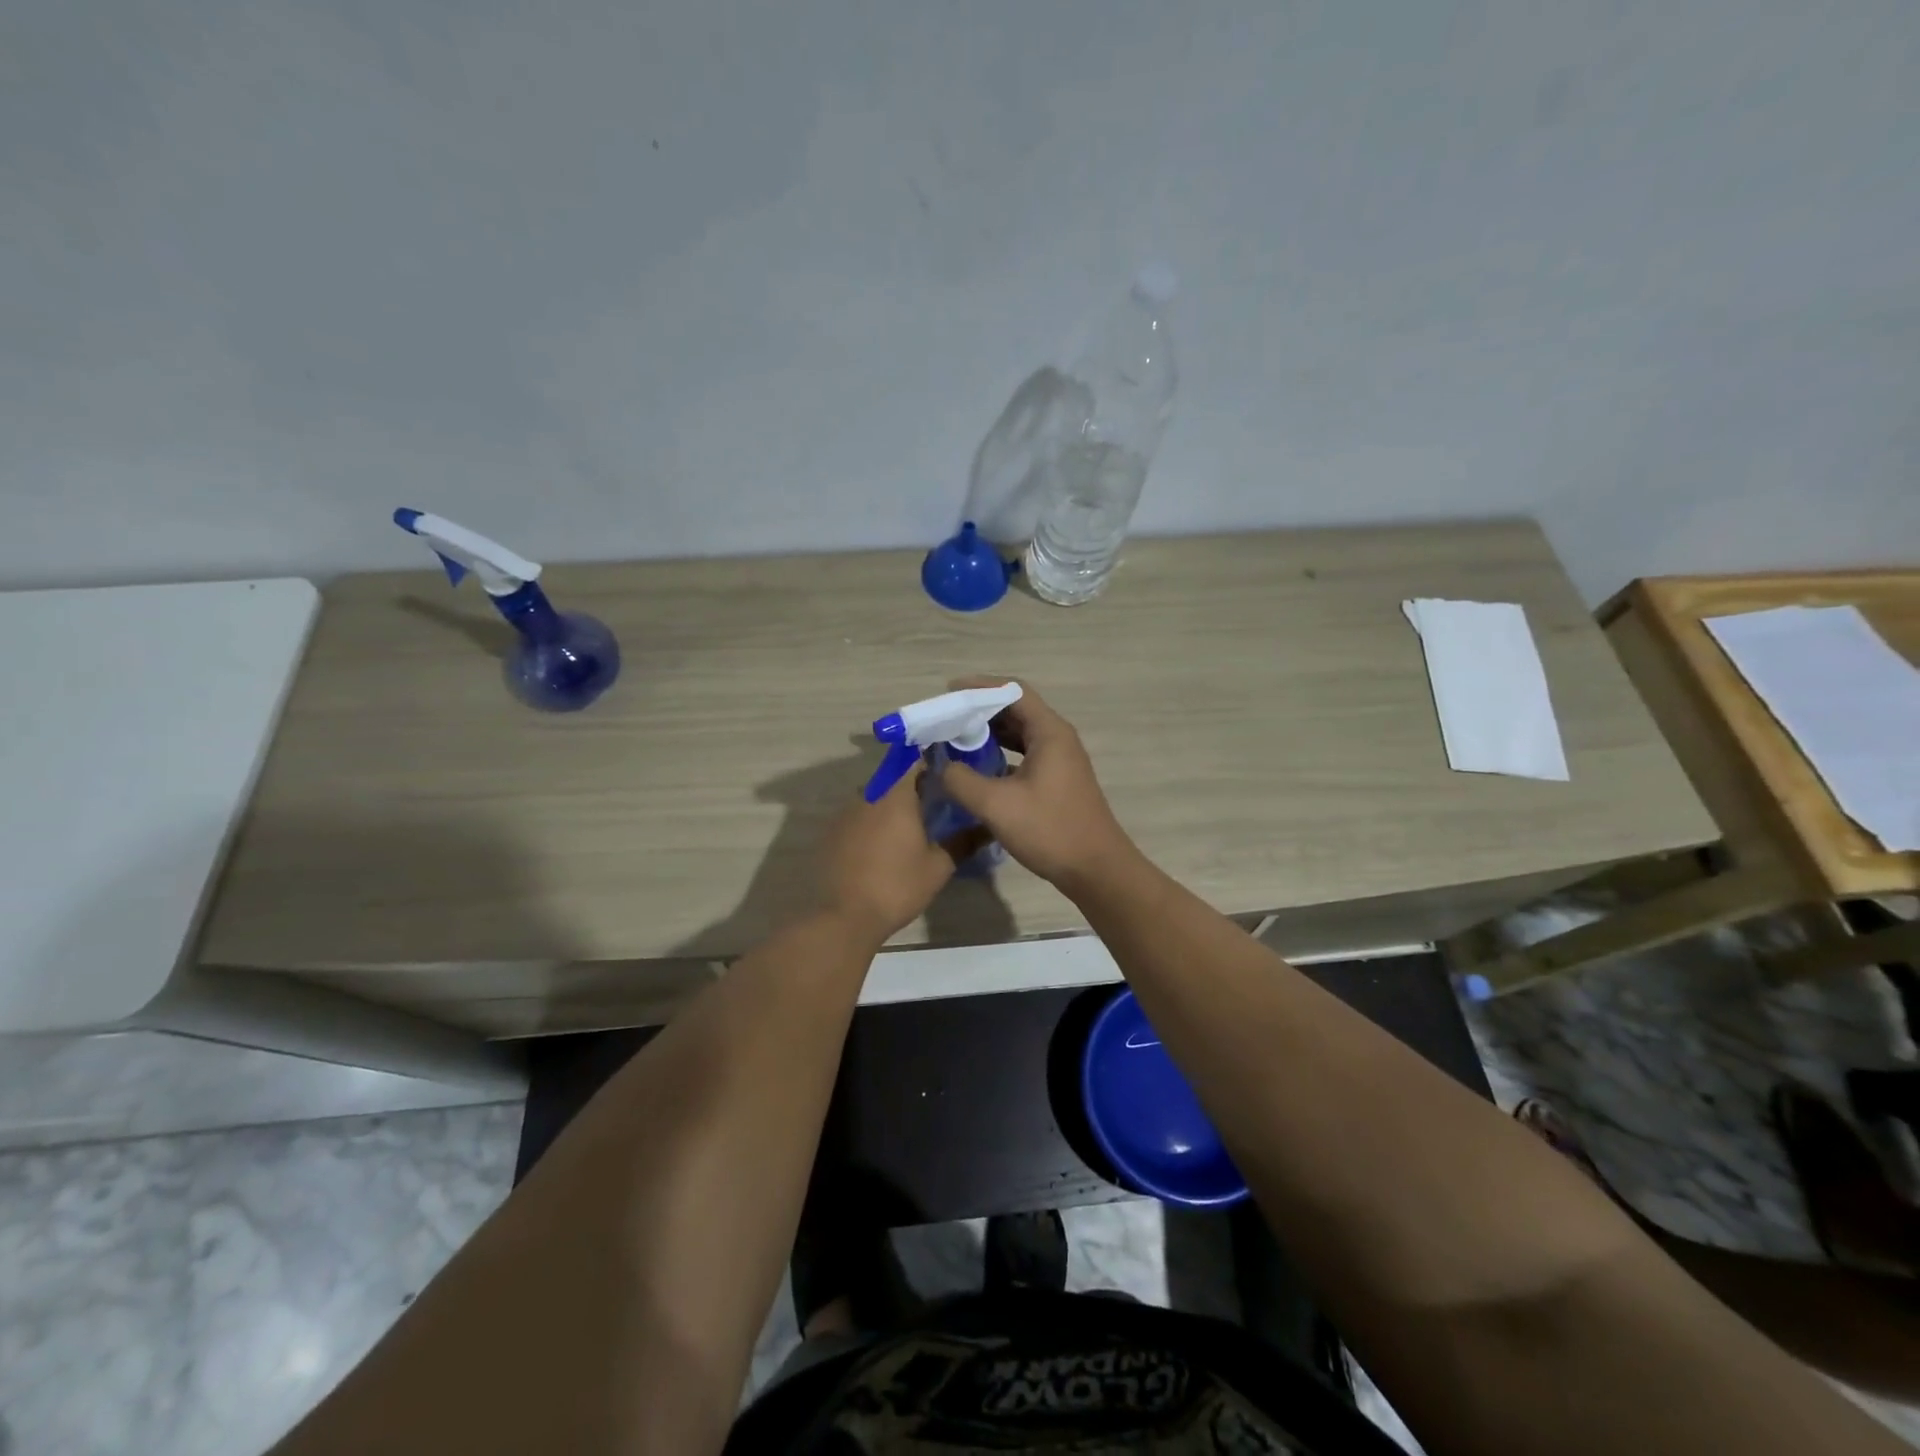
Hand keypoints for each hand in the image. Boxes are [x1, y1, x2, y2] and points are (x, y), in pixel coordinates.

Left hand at [816, 768, 966, 942]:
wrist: (844, 917)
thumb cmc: (897, 886)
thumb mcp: (938, 867)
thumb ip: (963, 842)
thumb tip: (987, 827)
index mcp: (895, 795)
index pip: (916, 760)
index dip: (934, 763)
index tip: (951, 774)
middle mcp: (868, 794)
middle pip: (894, 778)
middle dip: (915, 786)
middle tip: (937, 803)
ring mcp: (846, 813)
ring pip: (876, 797)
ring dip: (893, 805)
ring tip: (913, 825)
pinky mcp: (832, 832)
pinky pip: (859, 816)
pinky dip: (874, 822)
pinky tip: (885, 844)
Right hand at [935, 679, 1137, 889]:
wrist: (1096, 870)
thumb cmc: (1050, 830)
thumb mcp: (996, 805)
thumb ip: (961, 780)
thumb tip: (940, 765)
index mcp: (1049, 732)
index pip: (1012, 691)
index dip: (979, 687)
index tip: (948, 693)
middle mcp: (1056, 739)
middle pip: (1015, 710)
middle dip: (979, 711)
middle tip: (945, 719)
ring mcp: (1059, 761)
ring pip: (1019, 734)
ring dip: (988, 734)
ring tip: (954, 740)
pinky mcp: (1057, 781)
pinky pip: (1023, 755)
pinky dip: (999, 755)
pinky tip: (976, 769)